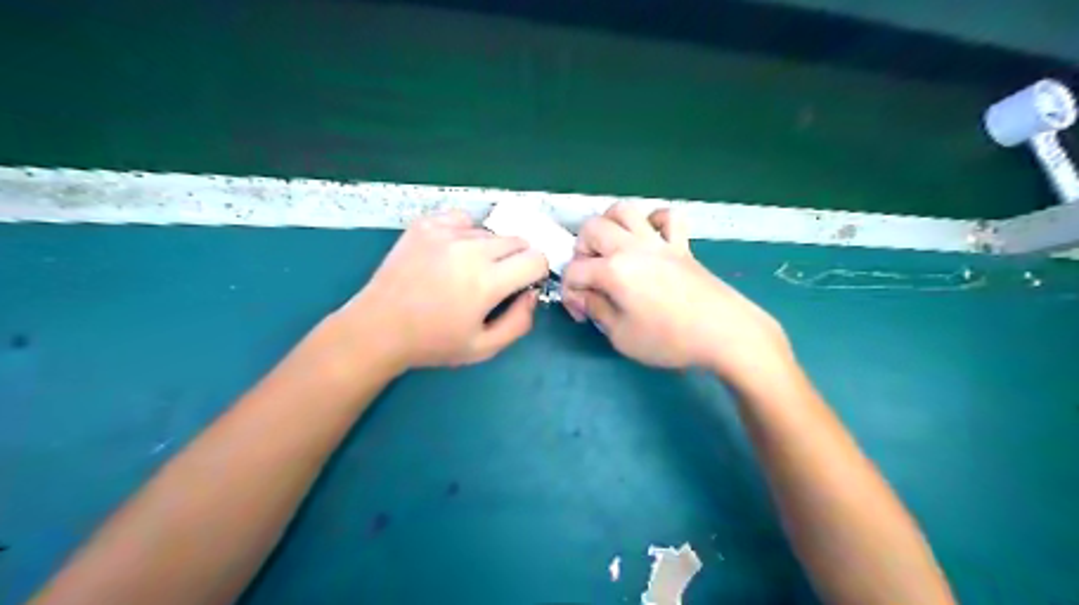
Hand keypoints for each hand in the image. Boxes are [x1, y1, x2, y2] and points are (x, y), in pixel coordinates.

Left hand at [337, 212, 549, 369]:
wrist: (378, 328)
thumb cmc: (433, 343)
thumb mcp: (484, 348)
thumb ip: (519, 322)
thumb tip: (531, 293)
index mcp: (487, 282)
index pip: (537, 259)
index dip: (535, 273)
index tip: (520, 286)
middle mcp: (470, 249)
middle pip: (518, 241)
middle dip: (517, 260)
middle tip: (496, 282)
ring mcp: (445, 232)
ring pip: (490, 232)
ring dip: (490, 250)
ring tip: (466, 271)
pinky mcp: (425, 224)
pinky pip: (463, 219)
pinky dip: (466, 233)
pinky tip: (452, 253)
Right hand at [561, 202, 789, 382]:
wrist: (725, 333)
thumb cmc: (669, 340)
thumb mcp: (622, 336)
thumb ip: (597, 310)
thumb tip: (583, 295)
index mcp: (614, 271)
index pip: (575, 271)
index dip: (570, 293)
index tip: (582, 314)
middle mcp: (632, 247)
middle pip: (591, 228)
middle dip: (581, 251)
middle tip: (591, 277)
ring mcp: (659, 242)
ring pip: (625, 210)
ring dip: (609, 225)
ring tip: (612, 249)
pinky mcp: (682, 245)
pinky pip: (668, 217)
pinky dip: (654, 220)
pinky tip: (650, 238)